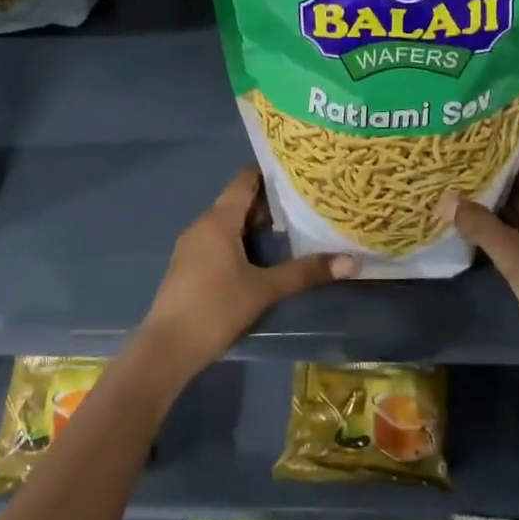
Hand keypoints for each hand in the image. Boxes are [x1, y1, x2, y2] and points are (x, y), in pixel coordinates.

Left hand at [139, 168, 356, 377]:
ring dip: (255, 224)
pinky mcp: (188, 267)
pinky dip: (240, 241)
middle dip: (269, 202)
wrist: (167, 347)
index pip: (244, 180)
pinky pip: (218, 241)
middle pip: (237, 202)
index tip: (298, 172)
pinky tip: (261, 257)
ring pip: (227, 224)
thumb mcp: (265, 289)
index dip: (269, 172)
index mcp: (218, 220)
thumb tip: (351, 261)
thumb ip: (305, 272)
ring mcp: (191, 246)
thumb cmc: (216, 308)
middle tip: (304, 203)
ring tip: (290, 228)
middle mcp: (202, 225)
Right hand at [437, 136, 518, 392]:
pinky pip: (516, 227)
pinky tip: (467, 216)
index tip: (491, 121)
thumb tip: (444, 199)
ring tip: (458, 173)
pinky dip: (496, 218)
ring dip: (496, 190)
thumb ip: (479, 225)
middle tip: (463, 145)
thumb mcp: (515, 255)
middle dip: (502, 160)